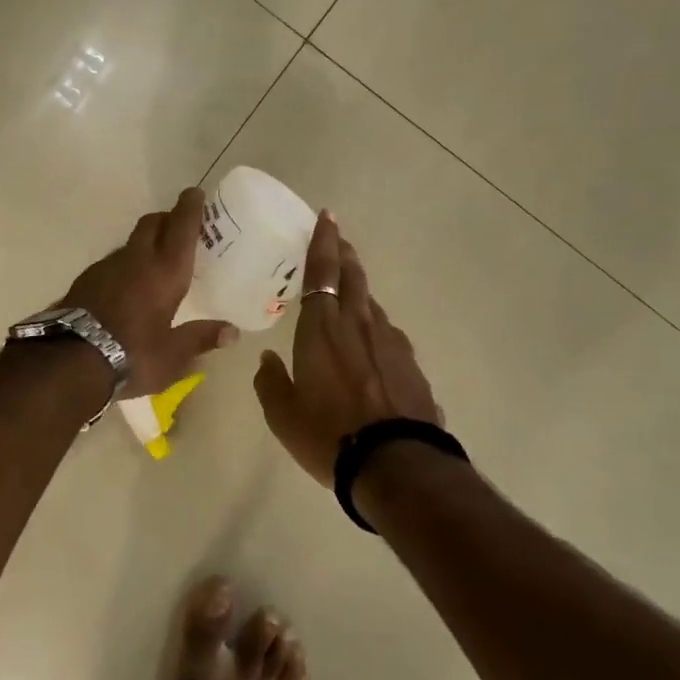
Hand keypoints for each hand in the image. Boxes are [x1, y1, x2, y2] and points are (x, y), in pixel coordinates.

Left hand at [62, 188, 238, 396]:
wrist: (69, 362)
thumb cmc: (132, 354)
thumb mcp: (173, 355)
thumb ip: (201, 338)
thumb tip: (233, 332)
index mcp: (165, 272)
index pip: (181, 228)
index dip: (190, 208)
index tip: (195, 193)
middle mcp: (136, 260)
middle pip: (152, 224)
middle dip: (167, 218)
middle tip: (180, 227)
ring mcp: (106, 267)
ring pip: (131, 243)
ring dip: (145, 243)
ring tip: (155, 261)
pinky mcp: (85, 280)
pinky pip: (113, 263)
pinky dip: (126, 265)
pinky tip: (127, 286)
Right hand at [254, 212, 441, 486]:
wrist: (396, 463)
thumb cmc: (328, 435)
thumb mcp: (283, 414)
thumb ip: (271, 381)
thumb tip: (269, 360)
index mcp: (322, 329)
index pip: (321, 272)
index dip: (323, 242)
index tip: (327, 217)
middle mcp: (359, 325)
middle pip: (353, 277)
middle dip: (344, 254)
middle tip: (339, 240)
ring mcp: (391, 343)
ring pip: (372, 305)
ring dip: (360, 291)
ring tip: (350, 293)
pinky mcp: (411, 364)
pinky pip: (388, 334)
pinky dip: (375, 327)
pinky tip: (373, 344)